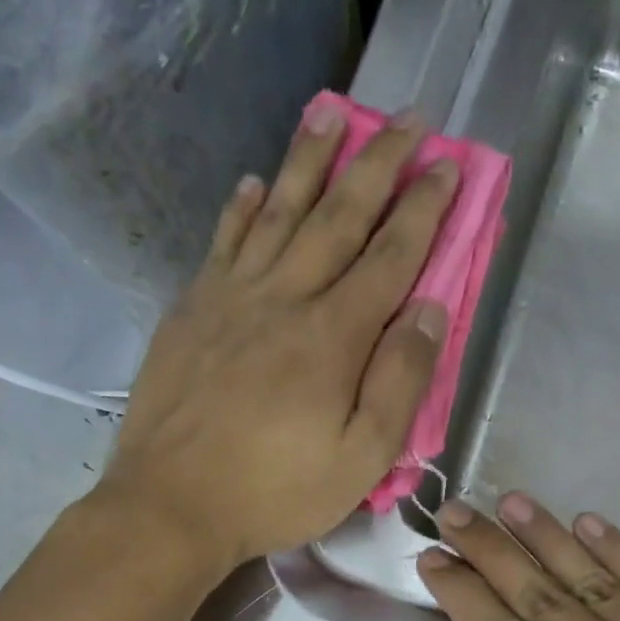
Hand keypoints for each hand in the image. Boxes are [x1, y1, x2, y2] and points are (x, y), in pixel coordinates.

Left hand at [100, 101, 457, 569]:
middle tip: (408, 117)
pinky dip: (241, 210)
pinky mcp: (191, 311)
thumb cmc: (275, 492)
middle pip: (339, 216)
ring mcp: (231, 298)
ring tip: (332, 115)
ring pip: (278, 212)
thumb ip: (400, 382)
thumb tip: (430, 309)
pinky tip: (253, 184)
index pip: (392, 256)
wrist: (170, 505)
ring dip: (309, 161)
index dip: (424, 208)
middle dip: (379, 163)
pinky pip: (222, 243)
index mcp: (333, 336)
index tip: (448, 165)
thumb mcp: (361, 459)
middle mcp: (285, 298)